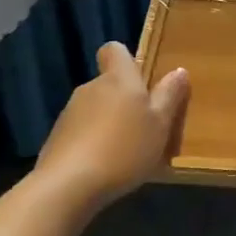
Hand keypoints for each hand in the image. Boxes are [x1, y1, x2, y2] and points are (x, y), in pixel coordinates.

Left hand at [37, 42, 189, 208]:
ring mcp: (69, 113)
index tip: (141, 81)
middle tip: (144, 128)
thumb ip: (169, 96)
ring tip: (126, 154)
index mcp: (118, 79)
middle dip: (124, 101)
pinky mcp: (56, 138)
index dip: (126, 60)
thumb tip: (179, 70)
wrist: (68, 185)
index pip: (114, 50)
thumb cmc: (124, 149)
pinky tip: (103, 168)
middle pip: (108, 84)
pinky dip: (92, 144)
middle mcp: (91, 88)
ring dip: (109, 124)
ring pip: (95, 110)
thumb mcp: (160, 125)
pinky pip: (81, 133)